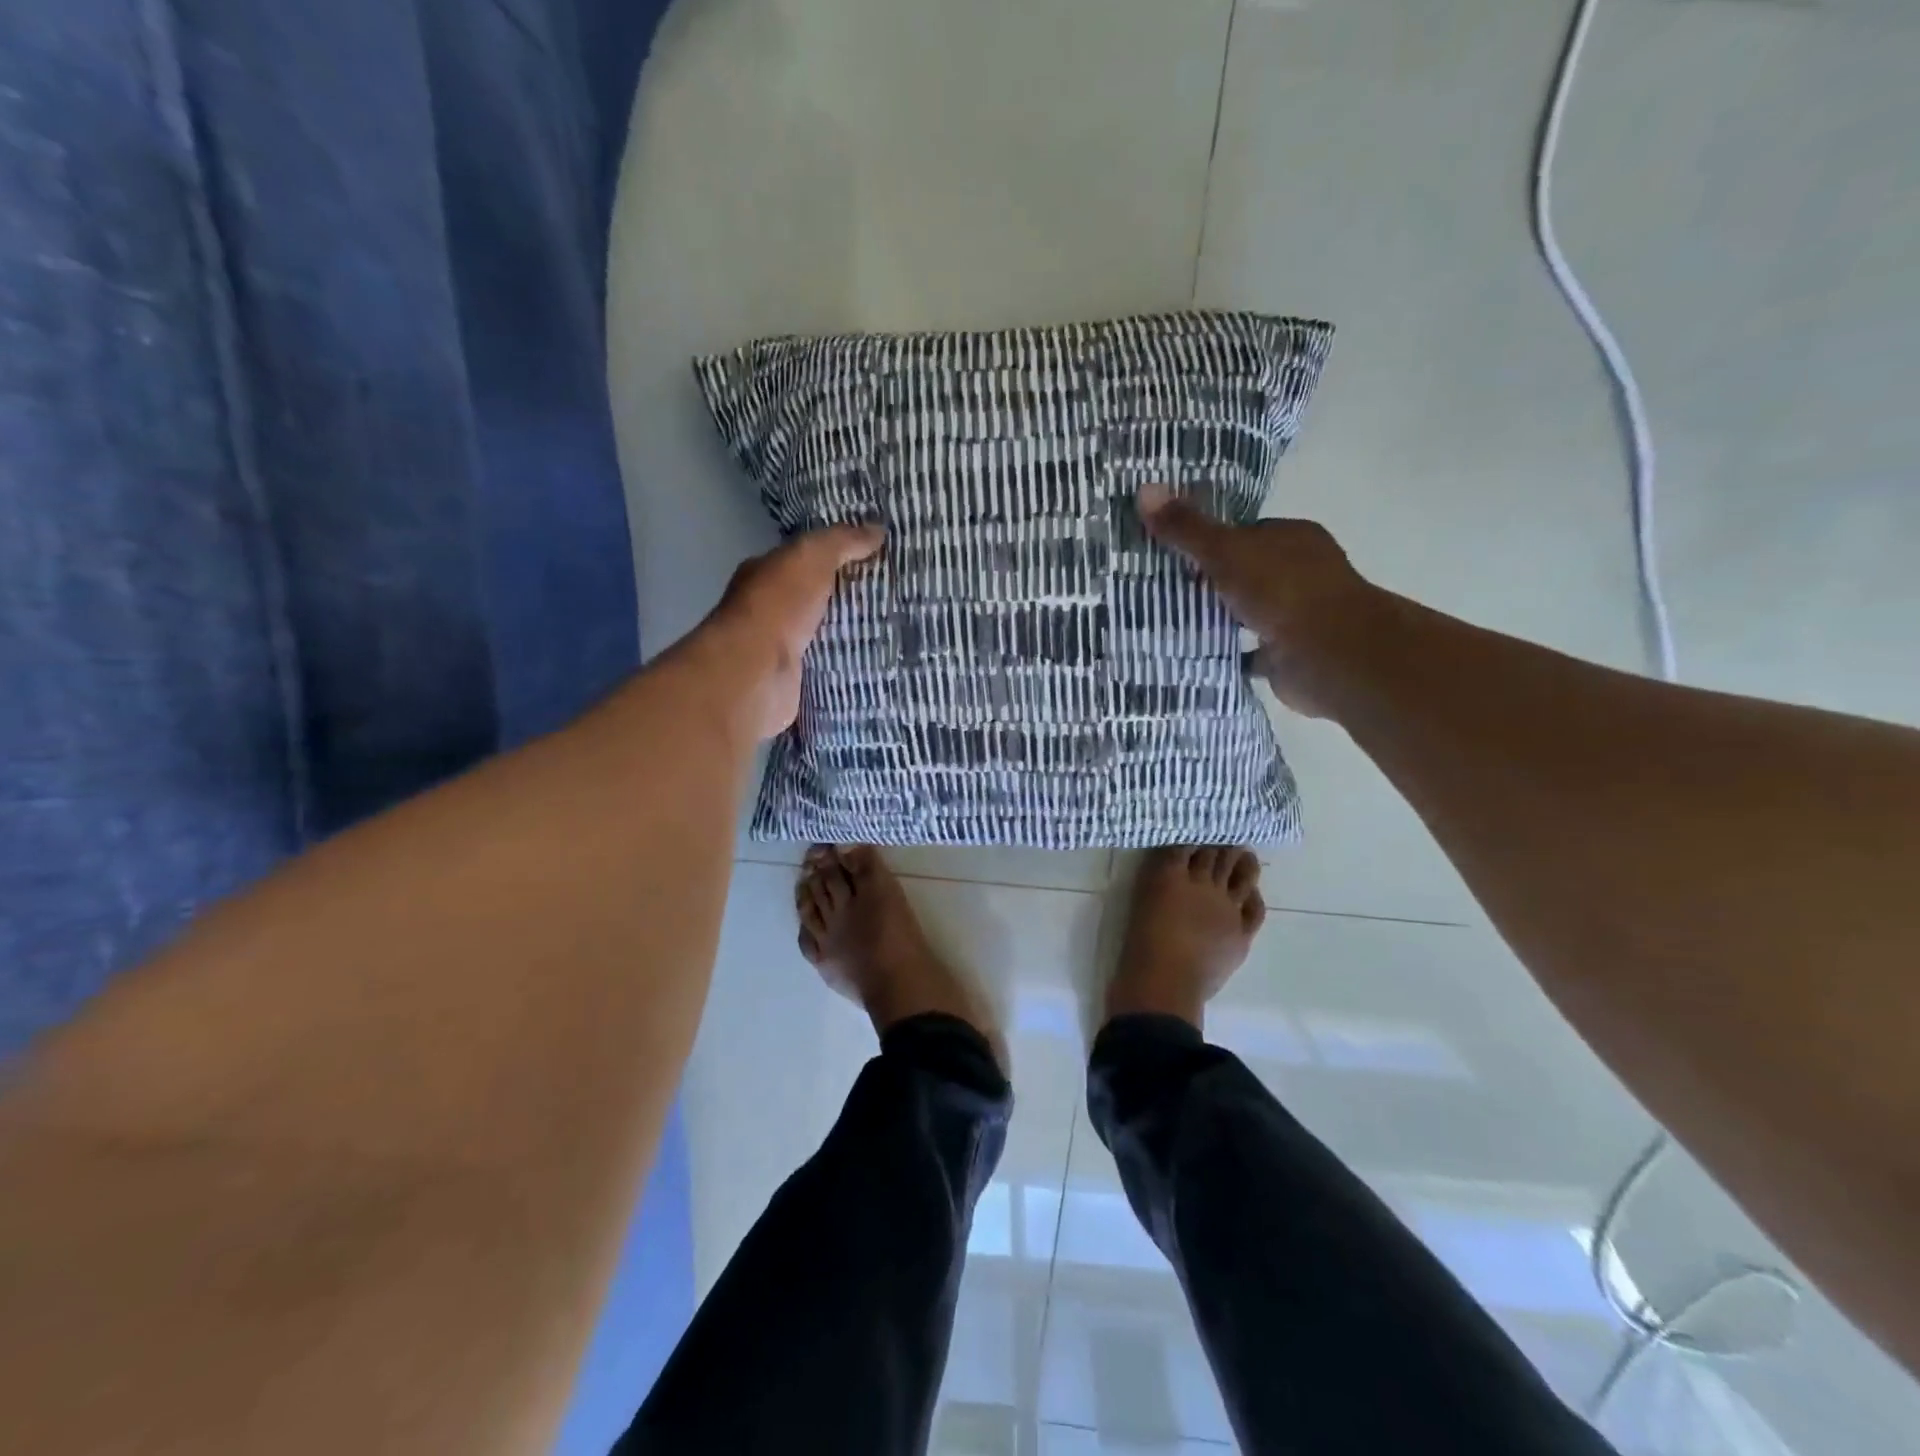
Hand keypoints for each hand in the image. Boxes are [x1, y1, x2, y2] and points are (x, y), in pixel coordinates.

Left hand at [701, 522, 884, 739]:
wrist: (756, 673)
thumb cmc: (778, 606)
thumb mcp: (811, 557)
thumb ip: (842, 541)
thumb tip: (877, 529)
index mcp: (766, 574)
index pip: (805, 560)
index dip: (837, 557)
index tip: (876, 559)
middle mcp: (769, 610)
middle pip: (818, 600)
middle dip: (850, 599)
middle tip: (895, 597)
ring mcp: (781, 649)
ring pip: (826, 636)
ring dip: (854, 635)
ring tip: (897, 630)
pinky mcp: (796, 682)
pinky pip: (830, 669)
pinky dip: (850, 667)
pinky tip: (880, 663)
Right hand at [1138, 484, 1378, 718]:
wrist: (1328, 653)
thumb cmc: (1282, 590)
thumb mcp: (1225, 550)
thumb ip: (1187, 527)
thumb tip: (1145, 488)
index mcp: (1294, 537)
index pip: (1248, 532)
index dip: (1213, 540)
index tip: (1175, 552)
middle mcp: (1302, 572)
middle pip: (1248, 571)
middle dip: (1213, 580)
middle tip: (1165, 587)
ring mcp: (1298, 614)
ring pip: (1250, 610)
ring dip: (1222, 616)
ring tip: (1173, 620)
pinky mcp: (1290, 653)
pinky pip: (1250, 649)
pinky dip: (1230, 651)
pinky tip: (1199, 654)